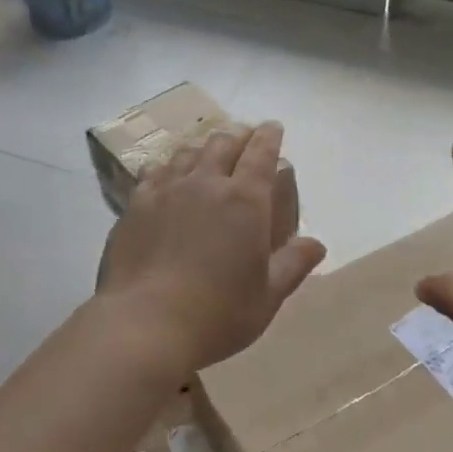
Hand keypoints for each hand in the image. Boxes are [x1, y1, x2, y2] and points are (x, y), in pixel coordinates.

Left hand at [96, 122, 326, 376]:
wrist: (145, 324)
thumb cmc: (218, 313)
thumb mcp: (268, 295)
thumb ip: (293, 264)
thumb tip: (317, 244)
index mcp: (245, 200)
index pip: (261, 153)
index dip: (269, 136)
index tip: (273, 127)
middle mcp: (206, 184)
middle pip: (223, 144)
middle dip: (238, 136)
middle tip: (243, 138)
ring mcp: (166, 191)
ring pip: (187, 153)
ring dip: (202, 148)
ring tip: (206, 153)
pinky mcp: (135, 206)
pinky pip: (153, 173)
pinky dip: (166, 167)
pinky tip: (164, 173)